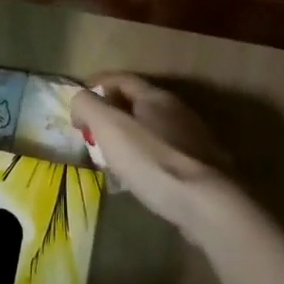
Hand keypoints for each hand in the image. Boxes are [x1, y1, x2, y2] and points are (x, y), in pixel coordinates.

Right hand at [70, 73, 235, 229]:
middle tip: (90, 132)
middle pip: (138, 103)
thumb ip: (89, 106)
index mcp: (156, 97)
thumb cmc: (152, 160)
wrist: (207, 203)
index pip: (121, 79)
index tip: (76, 103)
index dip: (96, 85)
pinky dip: (145, 157)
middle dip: (111, 113)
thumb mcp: (109, 127)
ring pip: (153, 129)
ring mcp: (194, 139)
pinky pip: (165, 153)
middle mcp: (179, 111)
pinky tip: (139, 176)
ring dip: (129, 136)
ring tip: (111, 156)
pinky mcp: (203, 167)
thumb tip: (80, 100)